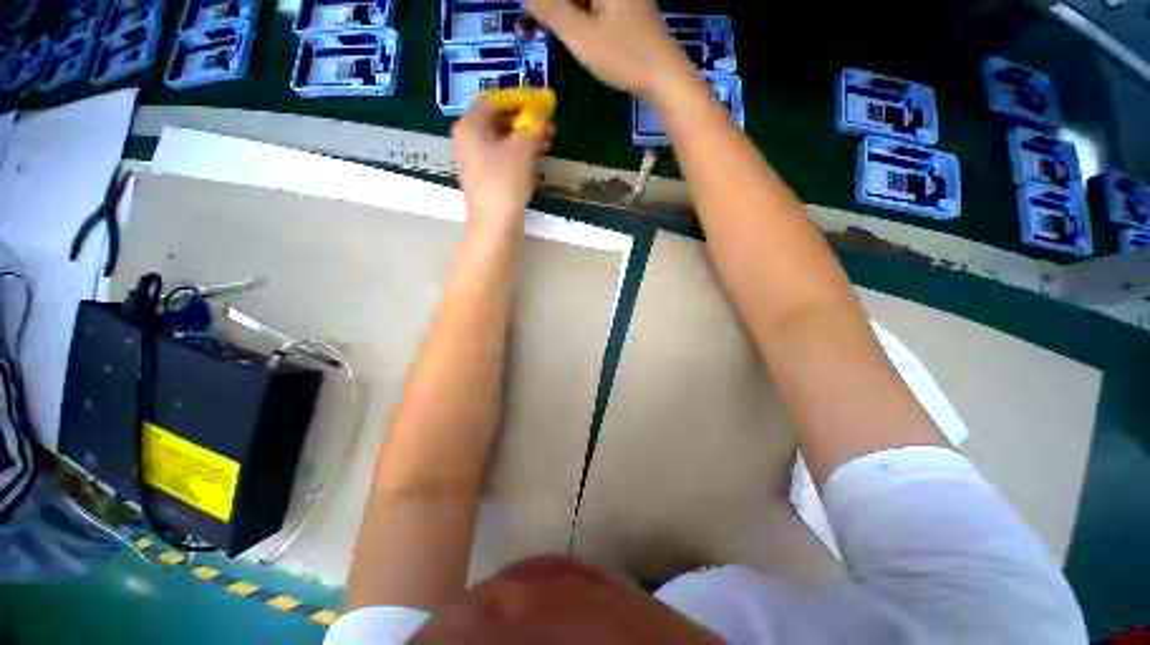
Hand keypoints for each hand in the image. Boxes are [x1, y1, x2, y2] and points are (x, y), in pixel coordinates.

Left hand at [452, 98, 552, 236]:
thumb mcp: (522, 149)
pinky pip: (503, 160)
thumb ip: (532, 128)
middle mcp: (468, 141)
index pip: (493, 102)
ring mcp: (476, 162)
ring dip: (525, 141)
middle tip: (548, 127)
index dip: (518, 101)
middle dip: (525, 123)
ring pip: (503, 143)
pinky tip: (536, 162)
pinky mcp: (486, 179)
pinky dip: (519, 157)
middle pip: (498, 122)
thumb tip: (541, 118)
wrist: (495, 224)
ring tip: (548, 144)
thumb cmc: (505, 181)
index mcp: (470, 126)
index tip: (539, 106)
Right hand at [528, 0, 692, 97]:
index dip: (548, 4)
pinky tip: (582, 35)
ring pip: (589, 1)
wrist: (666, 78)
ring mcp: (628, 0)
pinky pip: (601, 9)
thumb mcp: (582, 36)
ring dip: (571, 12)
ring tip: (558, 29)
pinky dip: (586, 18)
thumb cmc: (624, 56)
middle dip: (559, 7)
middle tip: (544, 23)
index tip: (536, 14)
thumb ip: (553, 11)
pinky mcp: (632, 15)